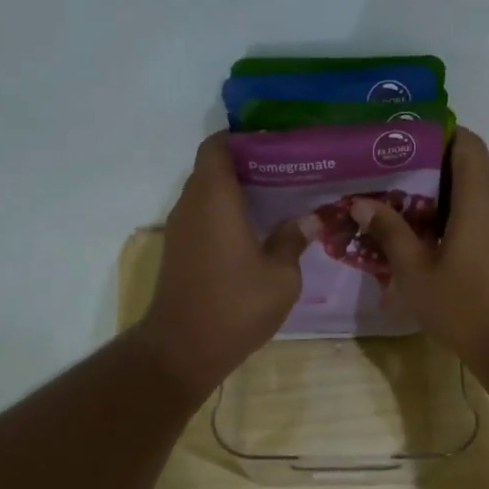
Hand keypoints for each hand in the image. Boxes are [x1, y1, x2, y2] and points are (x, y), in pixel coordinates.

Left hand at [138, 133, 307, 395]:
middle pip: (213, 168)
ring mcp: (181, 229)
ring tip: (278, 200)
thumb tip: (309, 219)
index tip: (276, 146)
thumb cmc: (236, 306)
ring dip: (237, 192)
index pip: (218, 146)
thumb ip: (293, 240)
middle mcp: (191, 204)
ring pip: (207, 194)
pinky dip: (226, 214)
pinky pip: (203, 217)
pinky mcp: (179, 251)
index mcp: (215, 197)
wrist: (184, 349)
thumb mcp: (281, 276)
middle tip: (288, 172)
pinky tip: (257, 231)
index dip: (244, 139)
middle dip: (248, 165)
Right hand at [353, 128, 488, 372]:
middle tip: (391, 174)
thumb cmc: (462, 306)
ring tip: (403, 203)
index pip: (466, 141)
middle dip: (432, 164)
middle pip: (470, 163)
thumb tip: (360, 203)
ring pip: (477, 188)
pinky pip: (484, 211)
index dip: (436, 134)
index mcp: (480, 197)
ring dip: (444, 191)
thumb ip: (389, 231)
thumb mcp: (415, 271)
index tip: (403, 142)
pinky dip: (459, 211)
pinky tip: (429, 233)